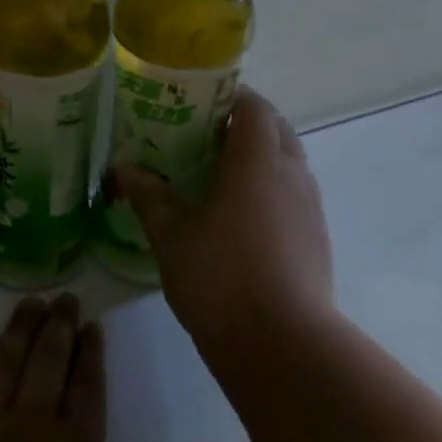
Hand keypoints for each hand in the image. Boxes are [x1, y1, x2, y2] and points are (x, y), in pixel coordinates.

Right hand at [113, 87, 334, 358]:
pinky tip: (243, 221)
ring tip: (221, 179)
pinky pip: (295, 196)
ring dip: (261, 159)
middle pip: (277, 130)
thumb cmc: (220, 278)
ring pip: (289, 163)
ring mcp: (311, 207)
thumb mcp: (172, 237)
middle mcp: (292, 174)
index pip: (254, 106)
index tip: (198, 105)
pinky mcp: (318, 238)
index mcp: (257, 161)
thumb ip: (149, 198)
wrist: (281, 343)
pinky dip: (272, 191)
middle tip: (204, 140)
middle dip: (245, 126)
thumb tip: (124, 171)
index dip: (229, 98)